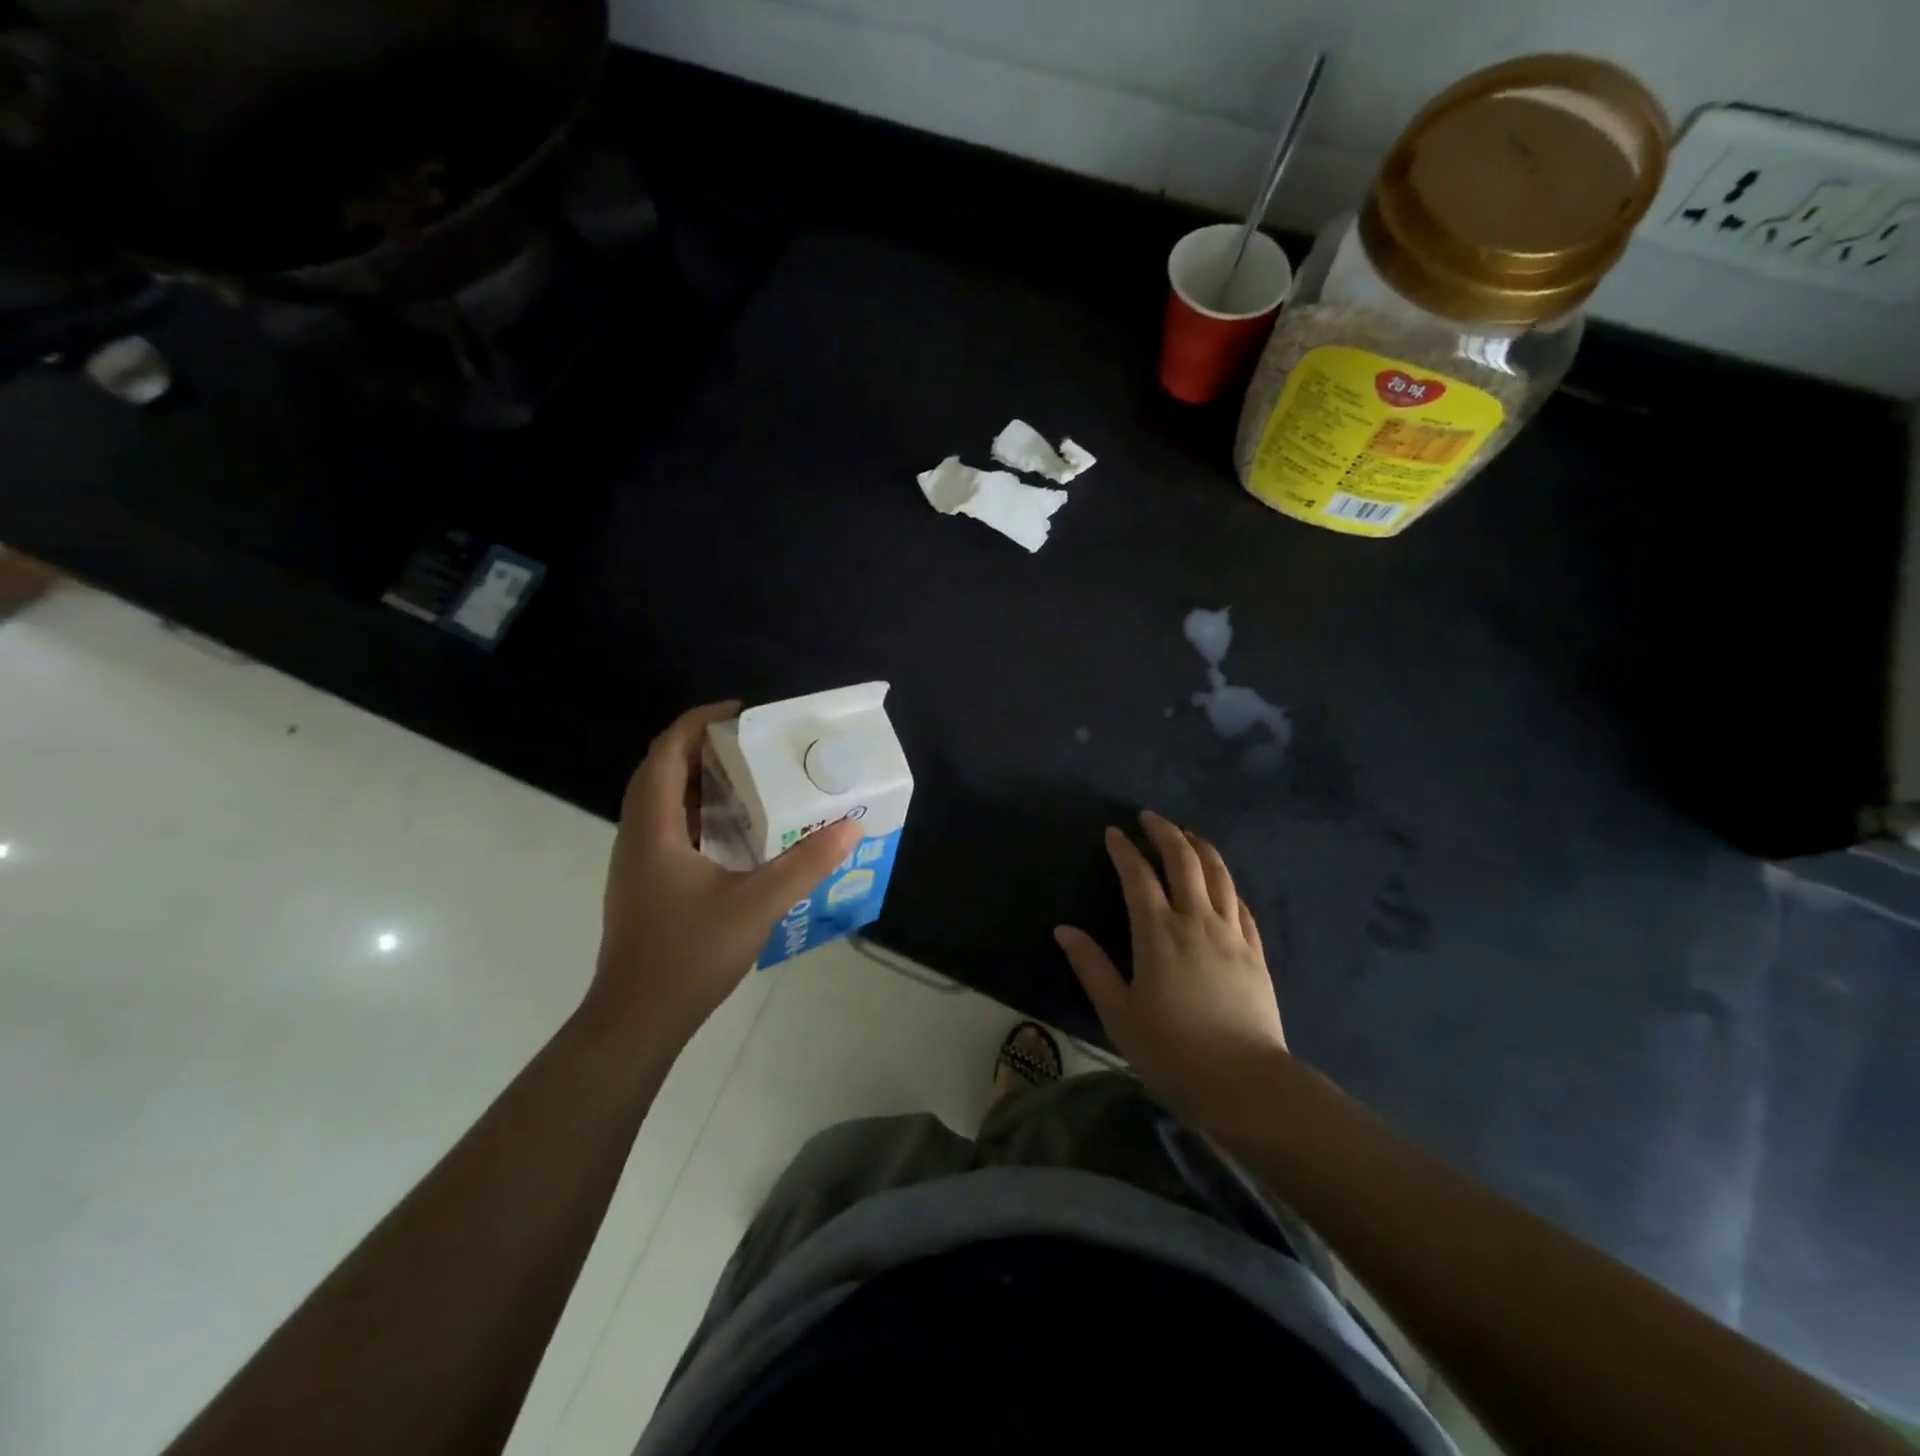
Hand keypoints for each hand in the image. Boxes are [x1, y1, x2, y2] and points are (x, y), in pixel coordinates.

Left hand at [588, 701, 862, 1053]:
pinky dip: (699, 812)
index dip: (698, 722)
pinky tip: (736, 831)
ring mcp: (638, 862)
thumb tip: (848, 826)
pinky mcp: (646, 883)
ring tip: (750, 777)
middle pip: (662, 770)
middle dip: (702, 746)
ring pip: (663, 800)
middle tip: (753, 743)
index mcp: (653, 828)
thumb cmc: (688, 955)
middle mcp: (638, 835)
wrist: (636, 1020)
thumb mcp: (757, 905)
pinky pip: (669, 827)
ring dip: (700, 780)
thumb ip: (804, 864)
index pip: (667, 753)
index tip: (740, 712)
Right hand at [1055, 811, 1287, 1133]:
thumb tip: (1063, 930)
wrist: (1245, 1083)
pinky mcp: (1255, 951)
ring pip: (1218, 874)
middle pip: (1184, 861)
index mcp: (1158, 933)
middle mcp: (1196, 921)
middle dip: (1165, 833)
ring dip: (1200, 847)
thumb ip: (1091, 967)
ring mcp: (1231, 934)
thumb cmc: (1172, 1051)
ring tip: (1188, 835)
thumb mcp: (1118, 1013)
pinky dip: (1226, 882)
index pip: (1137, 876)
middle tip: (1150, 818)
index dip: (1124, 850)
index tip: (1113, 832)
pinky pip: (1240, 903)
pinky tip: (1221, 881)